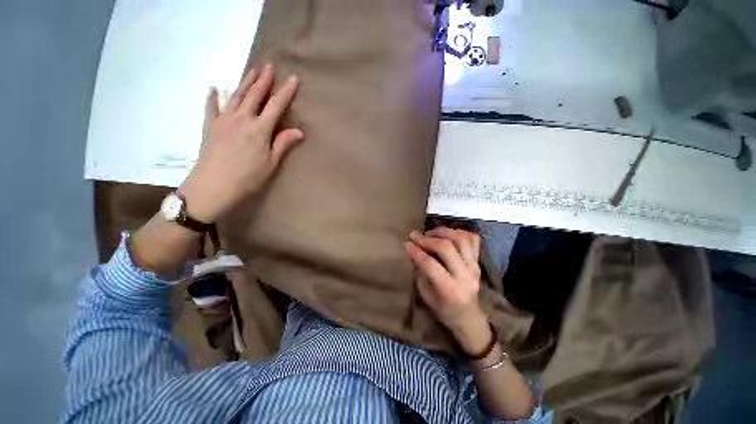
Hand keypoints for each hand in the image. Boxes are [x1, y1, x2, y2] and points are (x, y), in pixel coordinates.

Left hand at [180, 64, 303, 222]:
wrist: (213, 186)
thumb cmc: (247, 177)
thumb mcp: (271, 163)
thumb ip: (283, 144)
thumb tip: (299, 131)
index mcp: (260, 129)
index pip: (276, 106)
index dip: (285, 92)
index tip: (293, 79)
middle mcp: (242, 119)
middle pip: (255, 95)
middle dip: (264, 80)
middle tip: (269, 67)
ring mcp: (224, 120)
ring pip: (236, 96)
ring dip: (245, 83)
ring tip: (252, 71)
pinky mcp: (210, 126)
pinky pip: (211, 108)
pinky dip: (213, 97)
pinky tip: (213, 89)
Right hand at [405, 227, 489, 347]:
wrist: (469, 317)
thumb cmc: (444, 309)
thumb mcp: (426, 295)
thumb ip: (421, 272)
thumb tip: (414, 249)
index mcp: (450, 290)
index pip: (431, 265)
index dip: (416, 252)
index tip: (406, 243)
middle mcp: (465, 276)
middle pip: (447, 247)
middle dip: (427, 239)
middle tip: (415, 235)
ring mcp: (475, 267)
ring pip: (461, 239)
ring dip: (443, 232)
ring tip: (430, 233)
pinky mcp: (479, 261)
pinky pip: (473, 240)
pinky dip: (460, 232)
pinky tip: (447, 234)